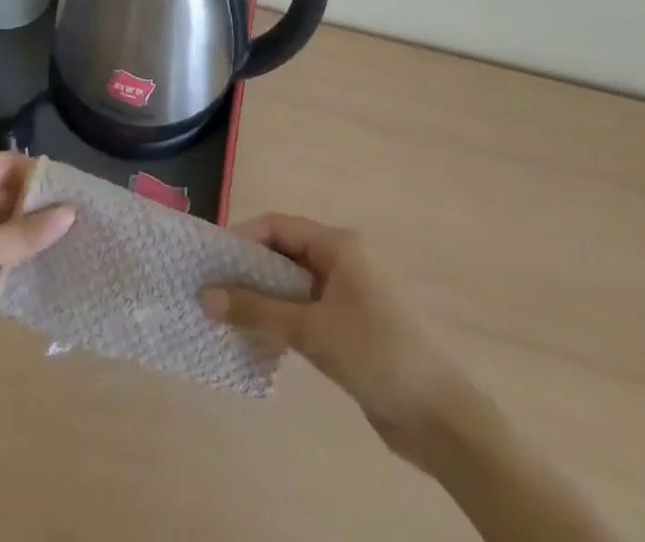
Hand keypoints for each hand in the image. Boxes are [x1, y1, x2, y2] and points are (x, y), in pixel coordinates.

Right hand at [203, 214, 448, 448]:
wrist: (440, 418)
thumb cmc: (376, 355)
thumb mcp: (312, 331)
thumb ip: (258, 311)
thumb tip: (205, 296)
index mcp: (338, 245)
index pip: (278, 226)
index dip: (242, 238)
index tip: (210, 261)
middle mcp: (341, 260)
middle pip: (283, 252)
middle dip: (247, 270)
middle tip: (210, 291)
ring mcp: (346, 294)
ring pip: (292, 284)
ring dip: (262, 298)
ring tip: (225, 318)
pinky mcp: (348, 326)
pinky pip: (304, 310)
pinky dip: (280, 320)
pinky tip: (258, 341)